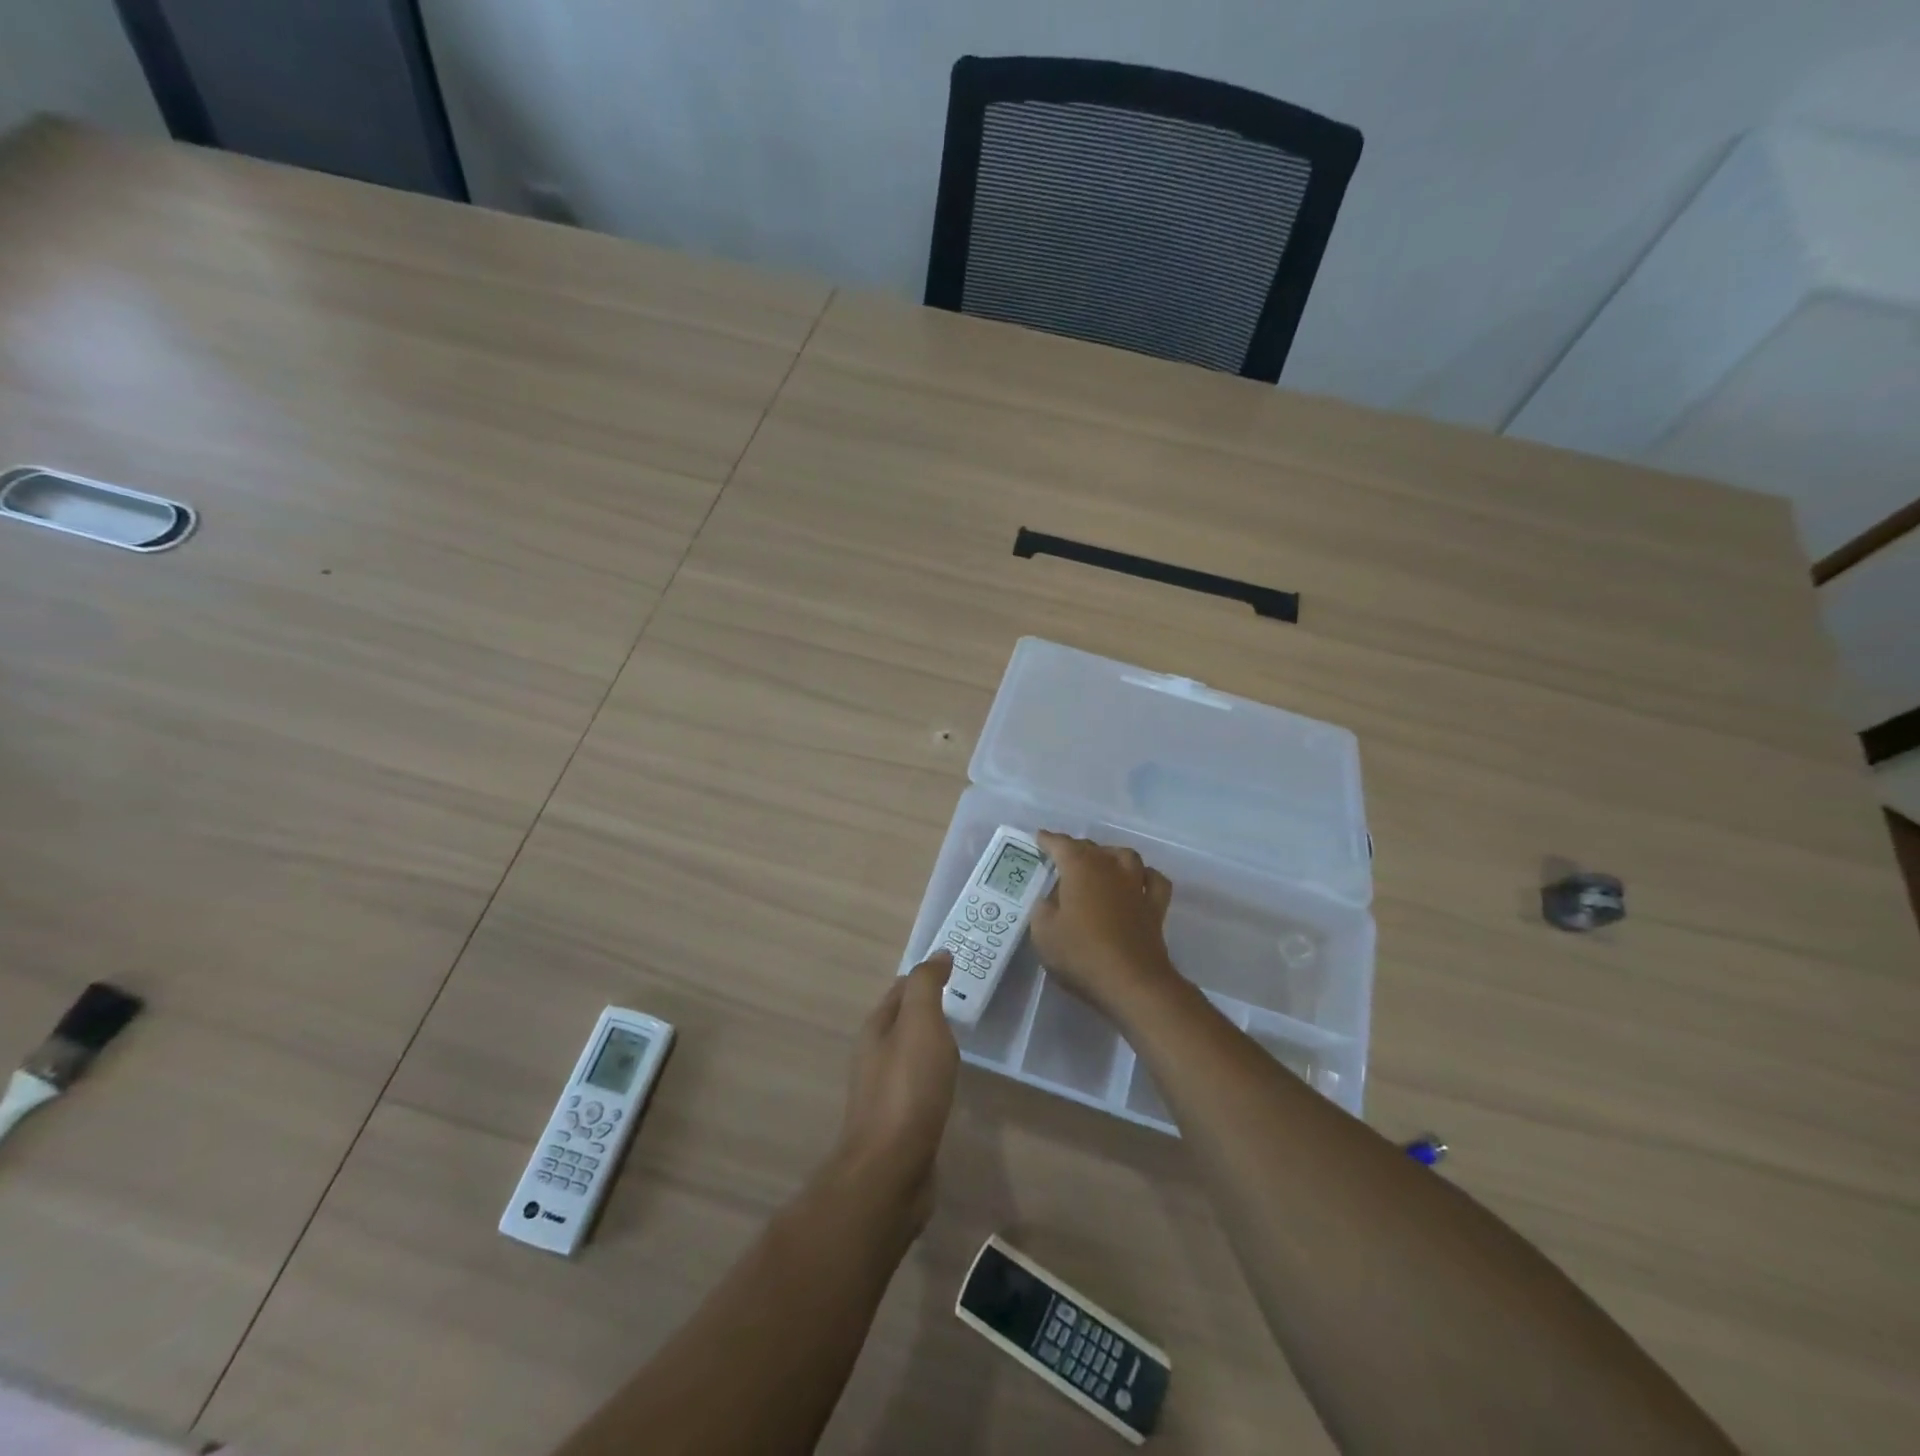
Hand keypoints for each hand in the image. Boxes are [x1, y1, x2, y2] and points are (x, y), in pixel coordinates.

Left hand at [834, 954, 958, 1230]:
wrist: (890, 1169)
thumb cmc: (908, 1088)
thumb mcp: (921, 1024)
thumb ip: (927, 986)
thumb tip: (938, 954)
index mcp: (877, 1027)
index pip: (902, 988)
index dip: (927, 976)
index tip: (958, 968)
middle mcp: (874, 1054)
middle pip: (904, 1020)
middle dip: (929, 1007)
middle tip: (966, 1000)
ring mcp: (883, 1089)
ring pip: (911, 1053)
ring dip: (932, 1041)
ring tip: (963, 1038)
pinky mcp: (897, 1120)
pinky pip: (918, 1083)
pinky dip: (934, 1073)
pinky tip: (949, 1081)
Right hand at [1031, 832, 1178, 1017]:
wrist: (1132, 983)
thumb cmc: (1081, 954)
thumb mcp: (1043, 933)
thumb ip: (1043, 909)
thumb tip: (1050, 899)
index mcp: (1080, 868)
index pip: (1061, 845)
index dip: (1048, 840)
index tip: (1039, 838)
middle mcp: (1110, 868)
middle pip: (1092, 848)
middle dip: (1076, 849)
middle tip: (1062, 859)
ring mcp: (1137, 886)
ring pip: (1126, 856)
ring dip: (1111, 856)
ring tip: (1101, 864)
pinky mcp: (1155, 907)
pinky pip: (1154, 880)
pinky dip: (1145, 876)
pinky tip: (1138, 882)